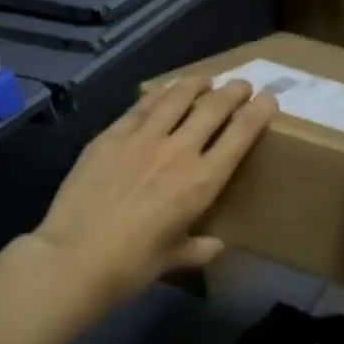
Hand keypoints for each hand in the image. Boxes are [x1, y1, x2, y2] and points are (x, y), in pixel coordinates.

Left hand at [33, 78, 277, 310]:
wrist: (75, 257)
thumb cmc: (132, 265)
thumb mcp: (174, 259)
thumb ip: (199, 248)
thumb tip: (215, 245)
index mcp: (202, 181)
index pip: (241, 135)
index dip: (259, 112)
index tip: (269, 99)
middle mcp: (179, 151)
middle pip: (213, 108)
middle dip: (233, 92)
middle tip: (242, 84)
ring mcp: (143, 138)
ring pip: (177, 98)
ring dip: (196, 84)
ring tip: (206, 78)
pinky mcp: (112, 135)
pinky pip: (141, 106)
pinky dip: (159, 94)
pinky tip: (165, 90)